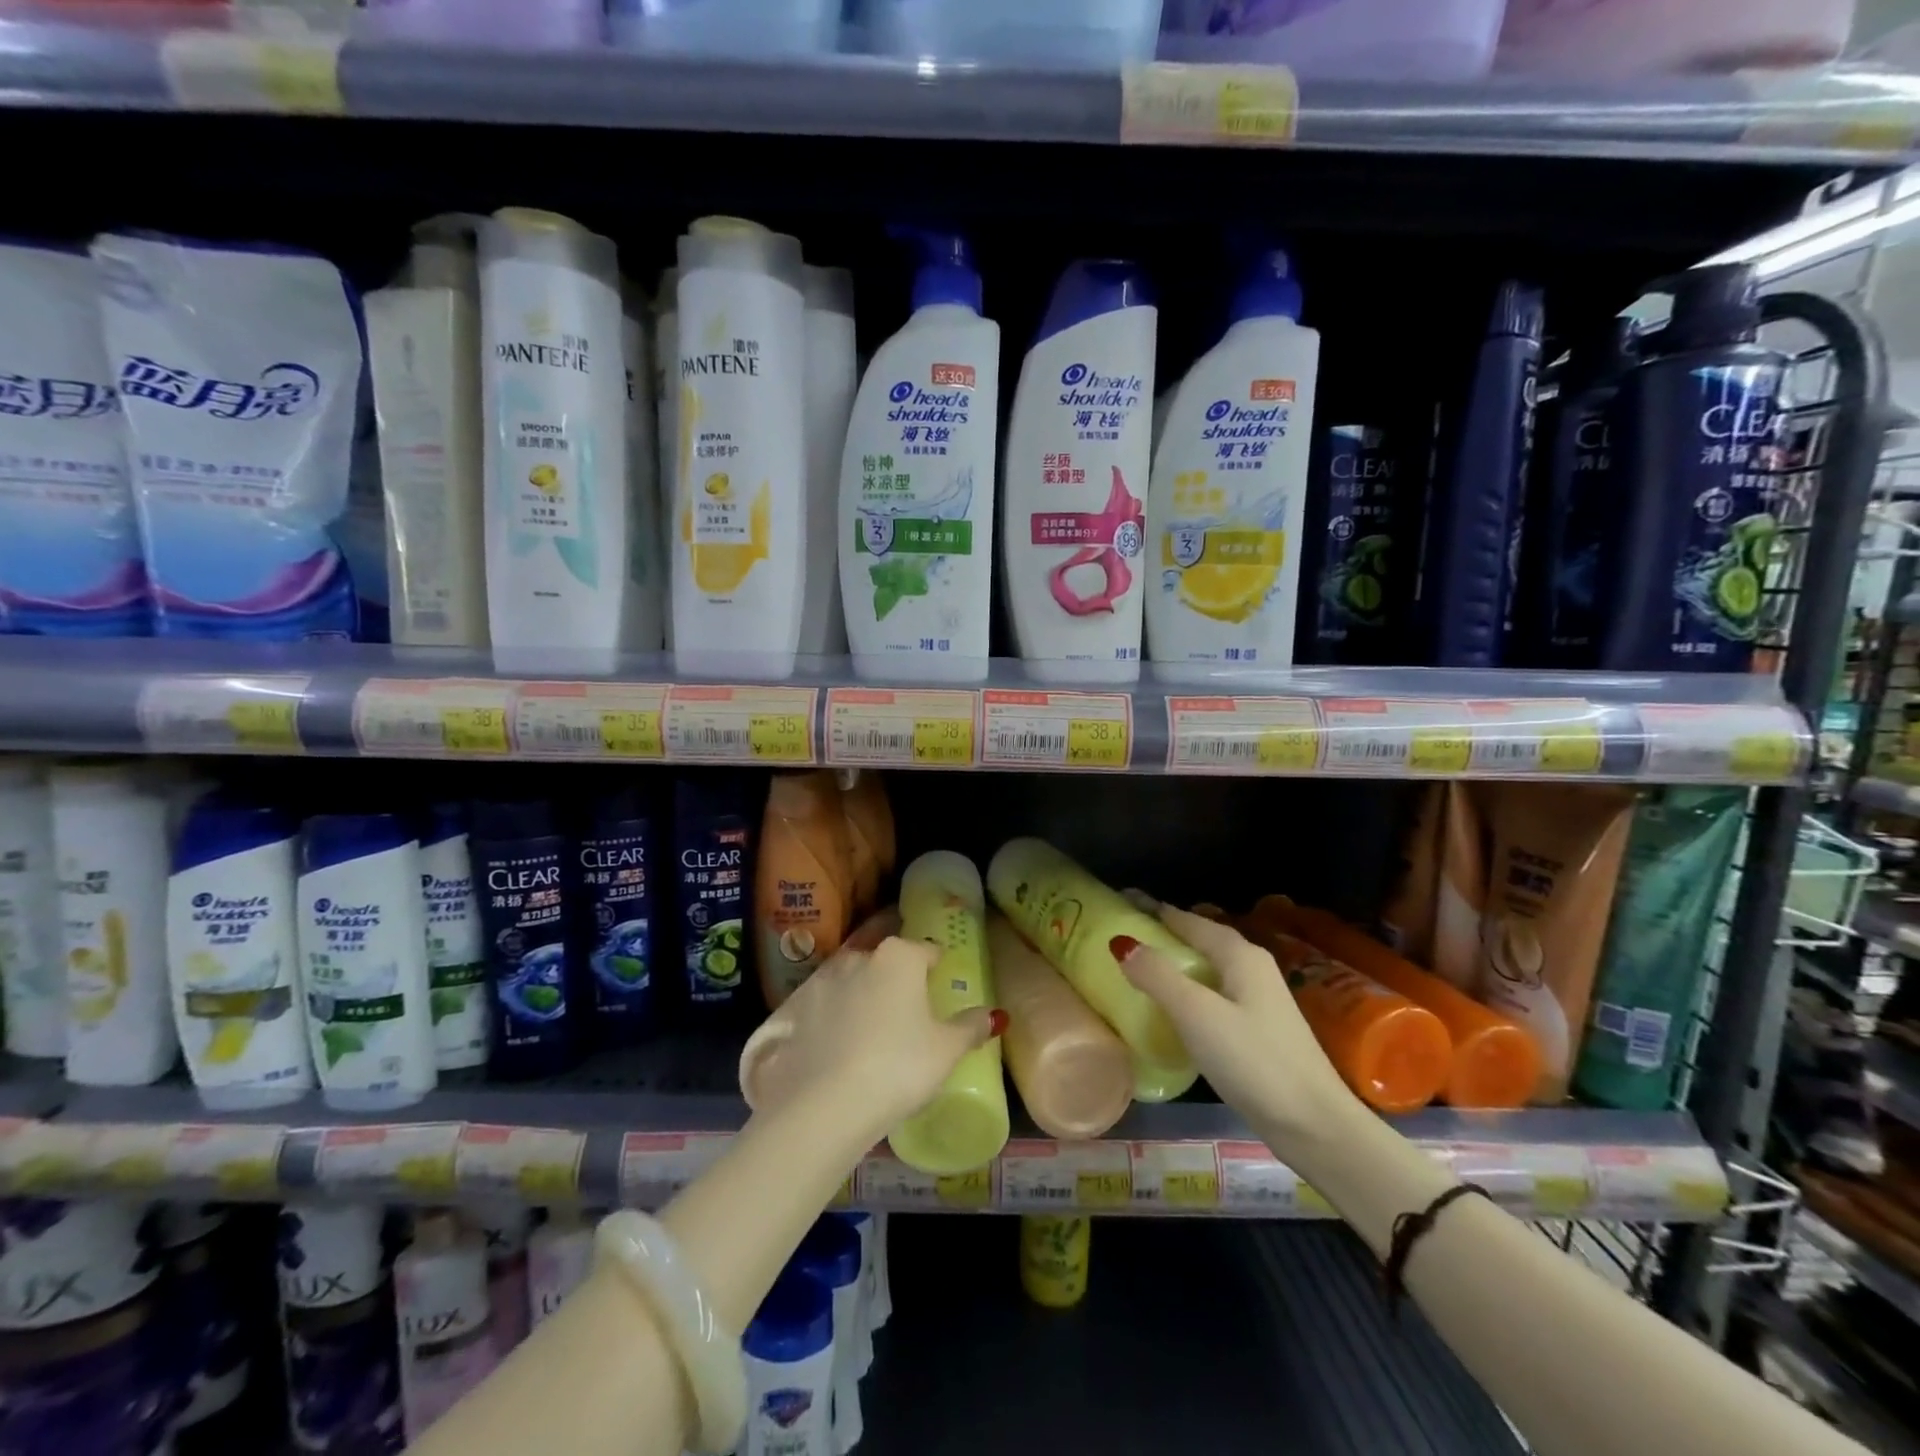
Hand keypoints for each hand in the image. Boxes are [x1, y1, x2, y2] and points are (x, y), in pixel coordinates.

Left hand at [739, 928, 999, 1134]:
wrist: (823, 1105)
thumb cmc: (898, 1067)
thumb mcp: (946, 1051)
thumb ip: (970, 1027)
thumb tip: (995, 1015)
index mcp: (899, 957)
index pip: (926, 950)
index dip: (935, 966)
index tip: (939, 983)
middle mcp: (858, 957)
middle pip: (885, 960)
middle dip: (896, 977)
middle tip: (906, 1009)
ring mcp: (821, 981)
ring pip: (850, 980)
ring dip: (860, 994)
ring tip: (870, 1028)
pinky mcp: (793, 1009)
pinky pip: (822, 1007)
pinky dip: (830, 1018)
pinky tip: (836, 1045)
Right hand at [1116, 905, 1355, 1145]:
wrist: (1315, 1125)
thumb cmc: (1254, 1061)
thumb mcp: (1197, 1014)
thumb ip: (1158, 975)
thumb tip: (1121, 942)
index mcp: (1239, 954)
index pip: (1188, 919)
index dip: (1154, 909)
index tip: (1120, 901)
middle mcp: (1252, 967)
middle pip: (1199, 939)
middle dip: (1163, 932)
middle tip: (1123, 935)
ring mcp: (1259, 999)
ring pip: (1207, 967)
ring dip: (1175, 962)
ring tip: (1138, 967)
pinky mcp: (1258, 1028)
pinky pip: (1213, 993)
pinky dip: (1188, 989)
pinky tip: (1171, 1007)